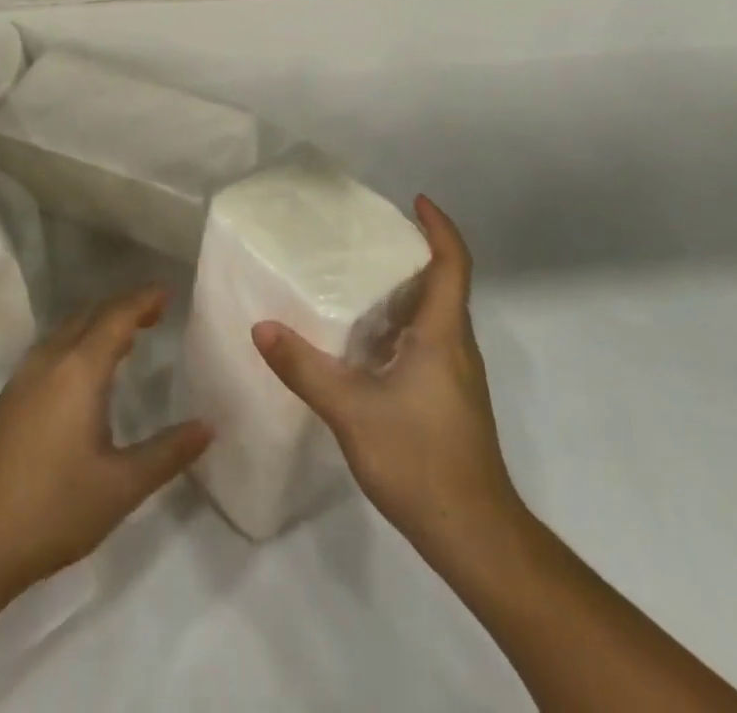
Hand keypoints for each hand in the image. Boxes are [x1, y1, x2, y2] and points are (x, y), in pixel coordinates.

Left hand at [0, 288, 212, 601]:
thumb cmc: (49, 510)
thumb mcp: (119, 488)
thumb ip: (166, 453)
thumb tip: (208, 426)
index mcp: (78, 370)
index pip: (117, 316)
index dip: (144, 300)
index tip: (168, 292)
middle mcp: (48, 362)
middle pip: (89, 316)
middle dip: (122, 308)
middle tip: (153, 313)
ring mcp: (20, 381)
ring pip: (65, 333)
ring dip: (96, 326)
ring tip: (124, 340)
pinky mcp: (4, 404)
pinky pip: (49, 352)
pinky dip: (75, 345)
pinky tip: (81, 379)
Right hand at [252, 197, 518, 559]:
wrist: (474, 534)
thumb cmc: (420, 459)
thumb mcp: (352, 410)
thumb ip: (305, 368)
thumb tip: (262, 327)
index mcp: (443, 334)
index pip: (453, 264)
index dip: (439, 228)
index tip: (415, 201)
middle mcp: (456, 346)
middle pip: (444, 284)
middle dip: (413, 254)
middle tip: (368, 238)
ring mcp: (457, 376)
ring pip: (436, 316)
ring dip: (406, 291)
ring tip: (359, 279)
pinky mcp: (451, 399)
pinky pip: (429, 343)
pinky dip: (402, 326)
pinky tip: (365, 343)